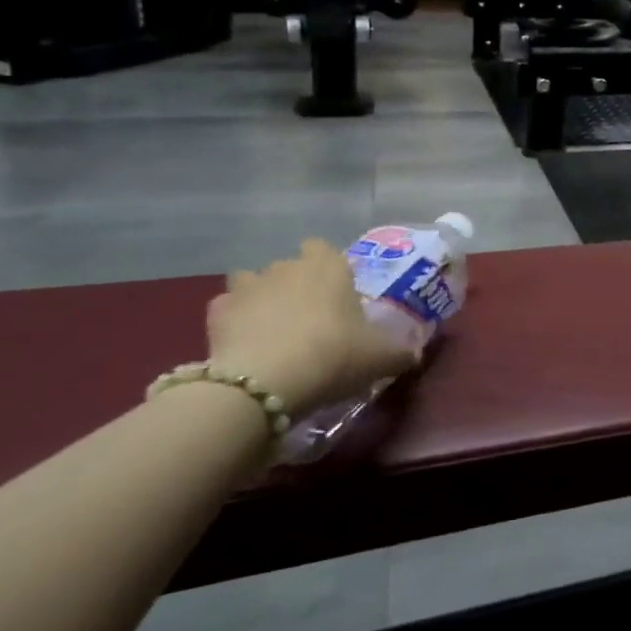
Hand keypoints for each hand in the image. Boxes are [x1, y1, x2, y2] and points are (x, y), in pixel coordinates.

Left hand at [208, 240, 417, 418]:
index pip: (324, 249)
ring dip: (259, 299)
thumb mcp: (381, 358)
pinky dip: (232, 322)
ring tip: (270, 331)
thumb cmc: (335, 355)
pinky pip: (226, 309)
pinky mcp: (216, 312)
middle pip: (289, 267)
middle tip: (307, 322)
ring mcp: (248, 286)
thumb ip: (400, 352)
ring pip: (251, 282)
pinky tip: (243, 345)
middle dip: (294, 287)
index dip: (328, 270)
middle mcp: (287, 266)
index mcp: (329, 265)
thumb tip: (413, 354)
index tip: (335, 297)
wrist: (267, 381)